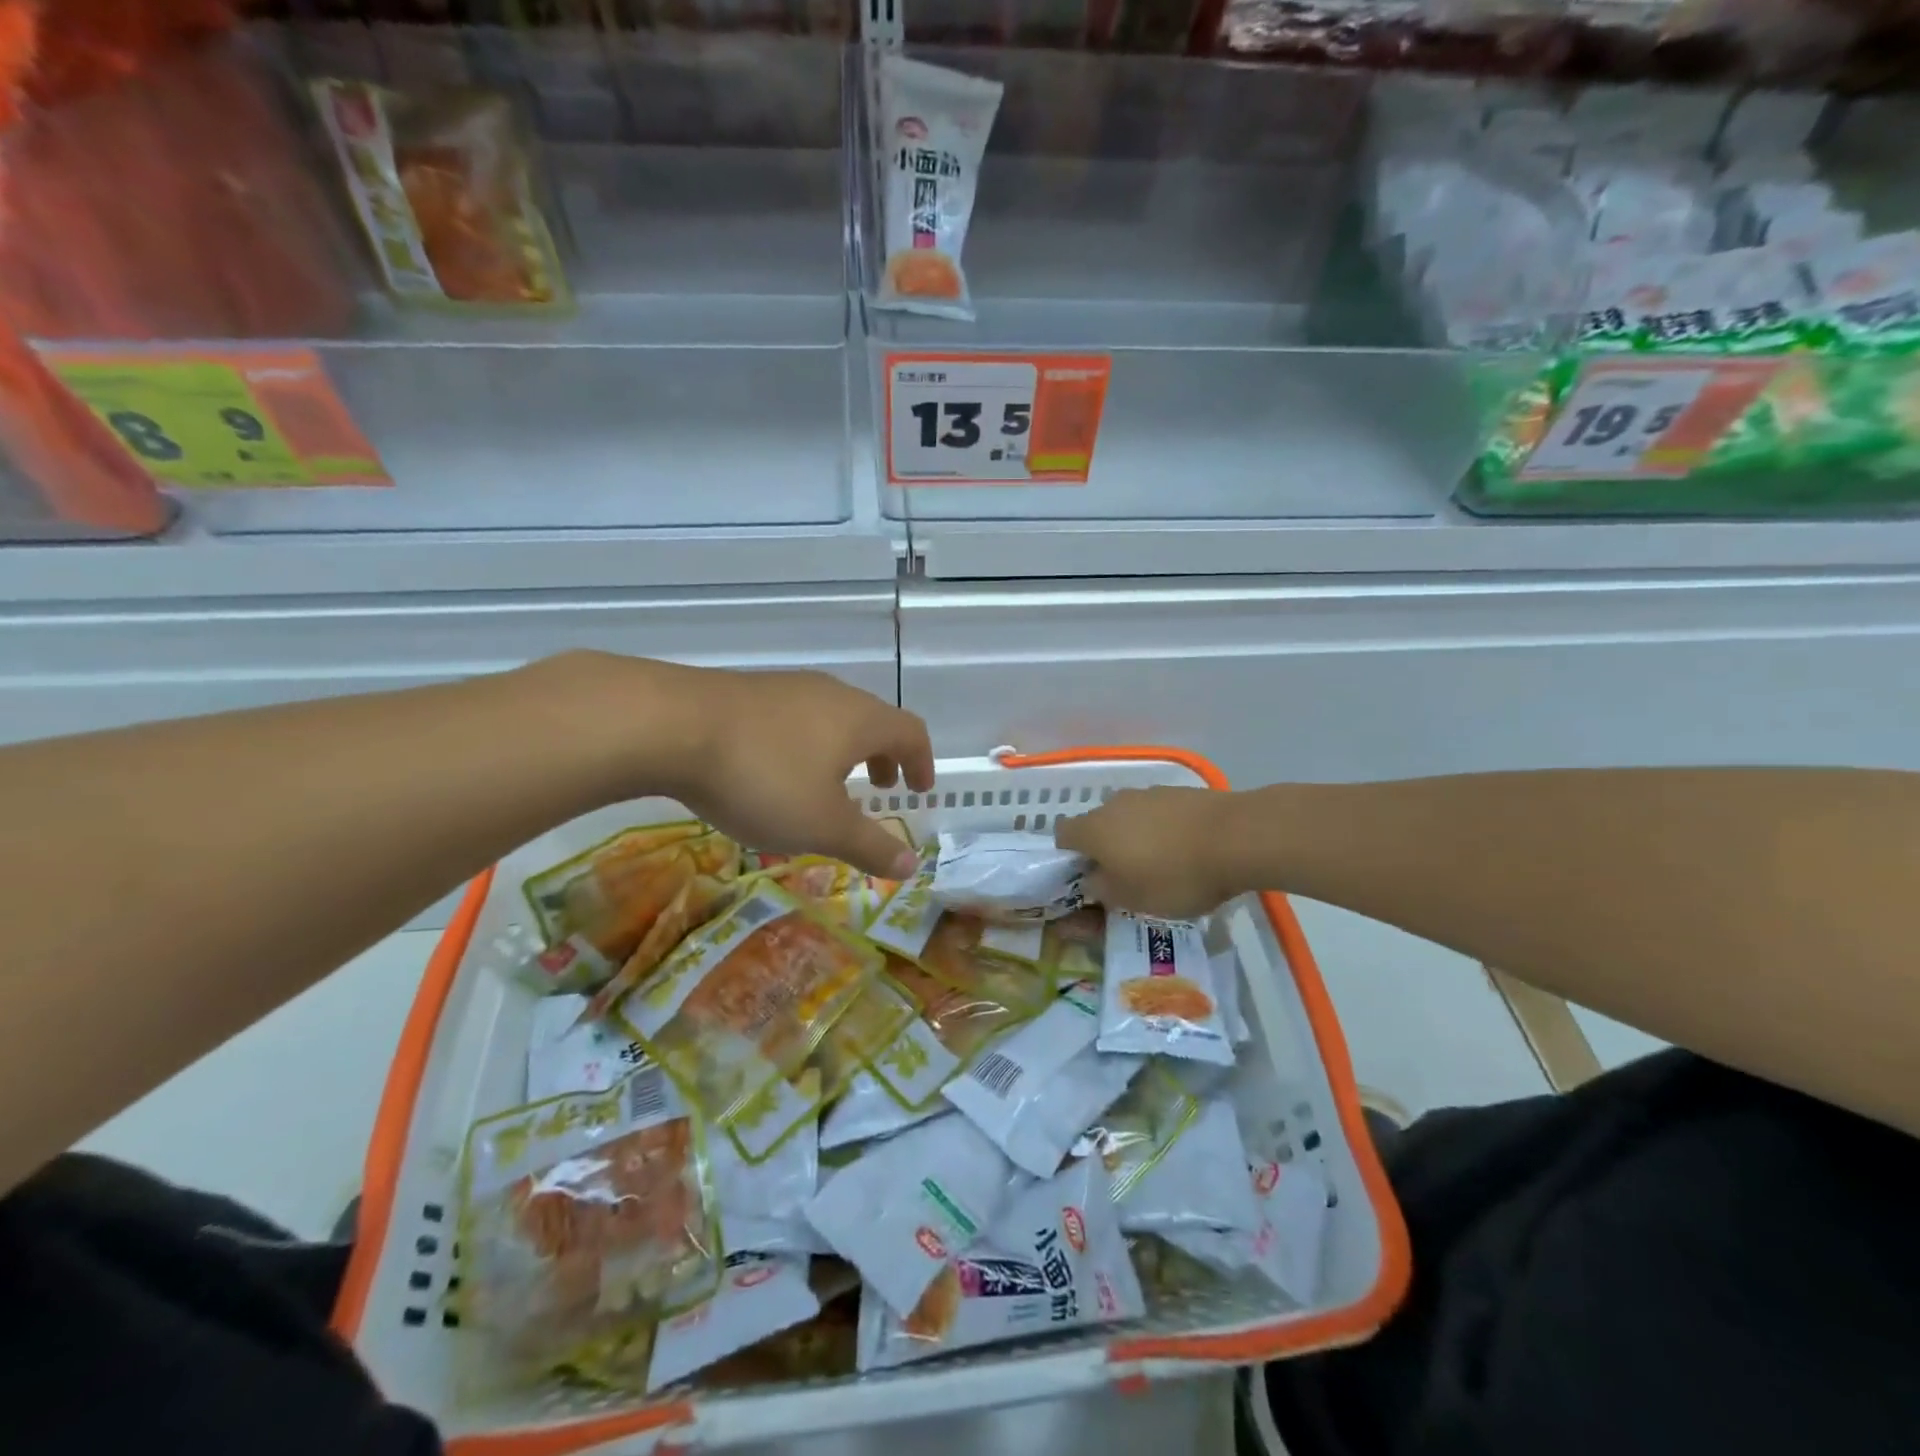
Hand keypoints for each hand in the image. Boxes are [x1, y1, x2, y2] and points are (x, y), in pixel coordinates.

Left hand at [664, 666, 933, 879]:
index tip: (919, 790)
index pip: (911, 732)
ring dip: (842, 750)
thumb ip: (869, 846)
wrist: (670, 725)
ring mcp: (787, 687)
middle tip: (878, 789)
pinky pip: (795, 717)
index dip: (922, 762)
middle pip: (873, 720)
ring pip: (831, 717)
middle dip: (882, 756)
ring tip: (826, 784)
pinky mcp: (747, 691)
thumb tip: (912, 866)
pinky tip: (774, 770)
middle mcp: (831, 694)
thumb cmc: (763, 778)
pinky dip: (806, 744)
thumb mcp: (821, 825)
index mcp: (861, 720)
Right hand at [1054, 786, 1240, 918]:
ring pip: (1130, 818)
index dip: (1069, 857)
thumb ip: (1102, 890)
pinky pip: (1159, 814)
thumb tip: (1091, 880)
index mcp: (1094, 829)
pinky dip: (1164, 830)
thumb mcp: (1132, 899)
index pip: (1062, 835)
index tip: (1087, 879)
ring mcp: (1148, 794)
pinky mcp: (1180, 793)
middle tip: (1126, 878)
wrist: (1237, 838)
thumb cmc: (1175, 875)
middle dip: (1106, 849)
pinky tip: (1187, 850)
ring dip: (1137, 838)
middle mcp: (1114, 804)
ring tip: (1163, 865)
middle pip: (1098, 825)